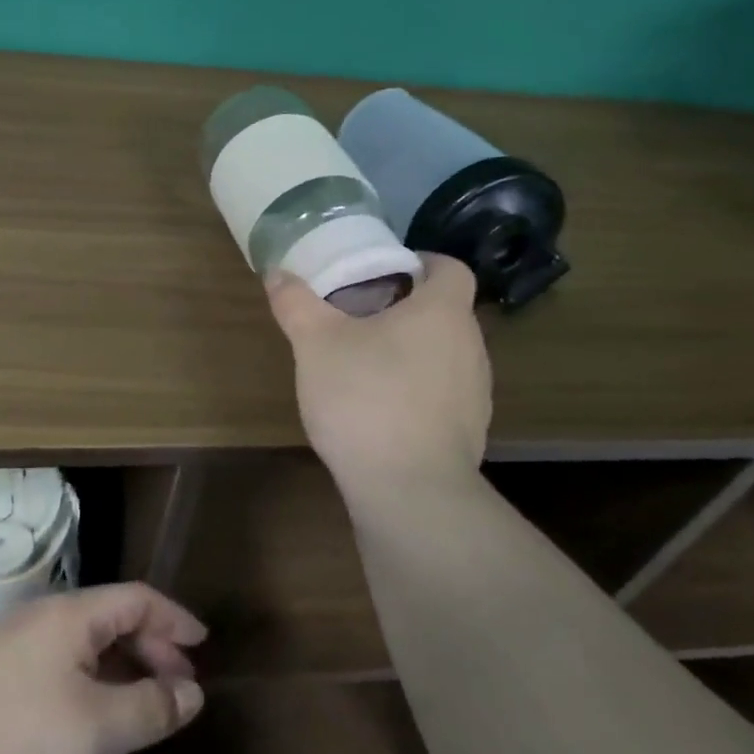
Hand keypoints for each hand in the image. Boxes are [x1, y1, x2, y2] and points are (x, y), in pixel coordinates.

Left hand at [0, 583, 206, 753]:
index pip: (136, 598)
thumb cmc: (19, 739)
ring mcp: (14, 643)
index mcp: (70, 613)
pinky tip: (92, 714)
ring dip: (122, 666)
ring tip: (143, 704)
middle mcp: (43, 615)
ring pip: (84, 642)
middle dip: (152, 648)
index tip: (203, 646)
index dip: (174, 618)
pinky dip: (91, 679)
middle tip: (179, 688)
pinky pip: (60, 662)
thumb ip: (151, 708)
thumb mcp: (97, 728)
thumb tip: (192, 694)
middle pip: (111, 617)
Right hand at [266, 252, 491, 506]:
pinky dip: (417, 391)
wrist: (409, 492)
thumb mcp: (316, 344)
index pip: (451, 268)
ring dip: (412, 351)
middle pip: (445, 312)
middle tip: (360, 315)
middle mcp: (470, 347)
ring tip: (366, 363)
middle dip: (406, 308)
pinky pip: (443, 394)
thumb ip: (296, 304)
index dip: (423, 262)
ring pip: (445, 354)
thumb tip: (276, 273)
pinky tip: (380, 410)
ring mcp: (476, 394)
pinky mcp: (469, 433)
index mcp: (442, 313)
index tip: (387, 270)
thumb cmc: (366, 398)